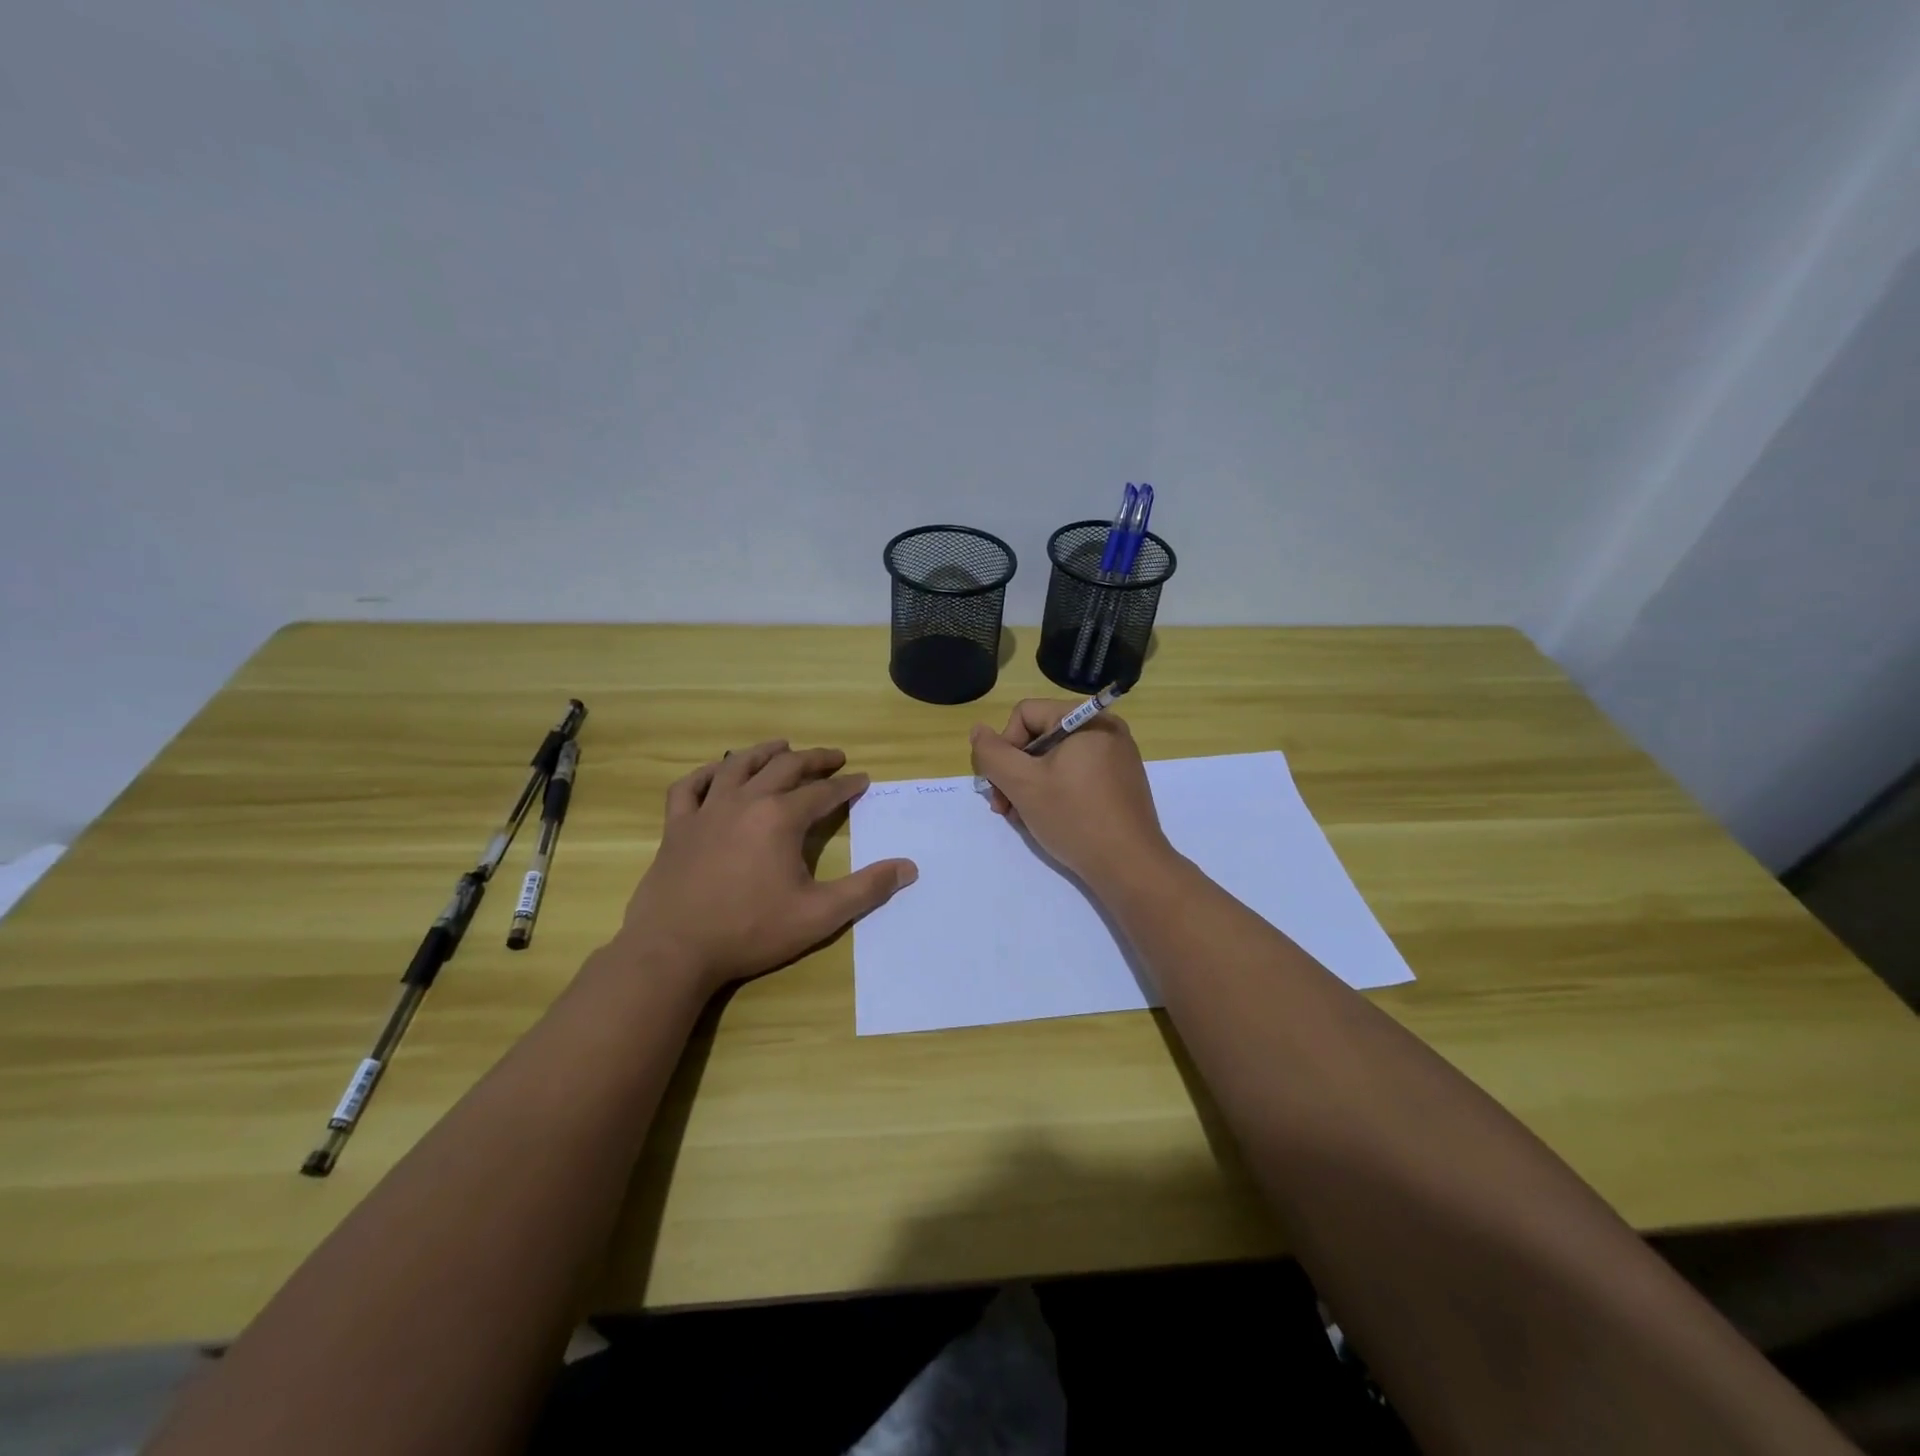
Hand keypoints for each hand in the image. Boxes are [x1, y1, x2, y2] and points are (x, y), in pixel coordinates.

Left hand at [616, 740, 916, 994]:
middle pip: (785, 767)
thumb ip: (866, 889)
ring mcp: (706, 811)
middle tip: (834, 757)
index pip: (823, 793)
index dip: (847, 785)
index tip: (862, 780)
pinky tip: (717, 772)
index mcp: (781, 818)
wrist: (673, 950)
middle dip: (814, 759)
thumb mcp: (819, 915)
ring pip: (737, 766)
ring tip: (782, 746)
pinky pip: (689, 787)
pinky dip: (706, 773)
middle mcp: (745, 802)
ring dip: (764, 752)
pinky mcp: (677, 827)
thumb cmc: (750, 931)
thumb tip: (909, 868)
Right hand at [969, 700, 1174, 896]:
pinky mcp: (1119, 783)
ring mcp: (1116, 757)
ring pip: (1054, 760)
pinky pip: (1075, 775)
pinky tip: (1047, 819)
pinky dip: (1054, 792)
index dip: (1005, 746)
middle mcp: (1105, 729)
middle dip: (1014, 771)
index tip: (1001, 783)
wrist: (1129, 866)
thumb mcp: (1022, 783)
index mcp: (1086, 719)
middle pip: (1039, 737)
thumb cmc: (1074, 817)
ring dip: (1030, 786)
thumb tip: (978, 731)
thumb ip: (992, 754)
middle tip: (1004, 807)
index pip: (1025, 714)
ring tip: (1022, 818)